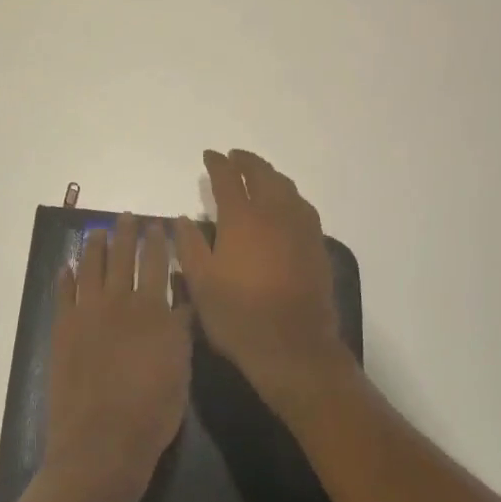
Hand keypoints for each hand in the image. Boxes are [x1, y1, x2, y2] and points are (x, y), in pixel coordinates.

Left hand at [43, 215, 192, 501]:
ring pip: (90, 268)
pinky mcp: (62, 330)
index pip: (156, 263)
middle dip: (125, 234)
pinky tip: (66, 267)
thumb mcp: (181, 369)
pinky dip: (65, 278)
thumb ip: (180, 328)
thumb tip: (182, 298)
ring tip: (96, 232)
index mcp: (152, 310)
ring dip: (94, 246)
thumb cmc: (152, 413)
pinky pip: (63, 295)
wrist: (101, 445)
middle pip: (121, 257)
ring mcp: (86, 315)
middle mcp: (118, 303)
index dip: (157, 241)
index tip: (157, 224)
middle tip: (125, 217)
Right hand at [173, 150, 354, 422]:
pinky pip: (302, 206)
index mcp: (242, 219)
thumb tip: (183, 219)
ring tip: (258, 175)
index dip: (217, 164)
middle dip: (247, 161)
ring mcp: (300, 228)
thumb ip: (190, 246)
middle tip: (234, 157)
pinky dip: (288, 195)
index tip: (209, 155)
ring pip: (286, 187)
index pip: (228, 179)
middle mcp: (274, 214)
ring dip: (270, 175)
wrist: (293, 346)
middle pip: (262, 175)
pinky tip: (284, 205)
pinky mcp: (317, 244)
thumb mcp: (201, 283)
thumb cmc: (238, 316)